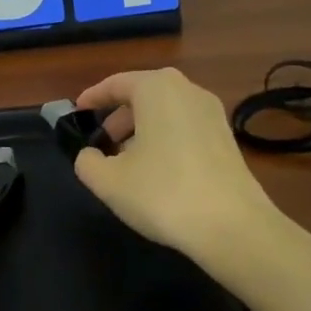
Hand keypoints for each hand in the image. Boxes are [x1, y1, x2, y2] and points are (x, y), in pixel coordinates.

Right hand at [73, 67, 279, 271]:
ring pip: (165, 112)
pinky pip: (184, 127)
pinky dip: (165, 139)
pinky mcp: (227, 138)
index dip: (93, 98)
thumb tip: (90, 155)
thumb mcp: (108, 181)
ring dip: (142, 130)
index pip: (116, 83)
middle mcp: (187, 90)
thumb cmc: (163, 193)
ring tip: (126, 162)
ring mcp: (212, 113)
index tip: (77, 113)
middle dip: (118, 117)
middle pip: (143, 95)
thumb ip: (87, 162)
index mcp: (156, 88)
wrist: (233, 226)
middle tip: (101, 144)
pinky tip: (157, 172)